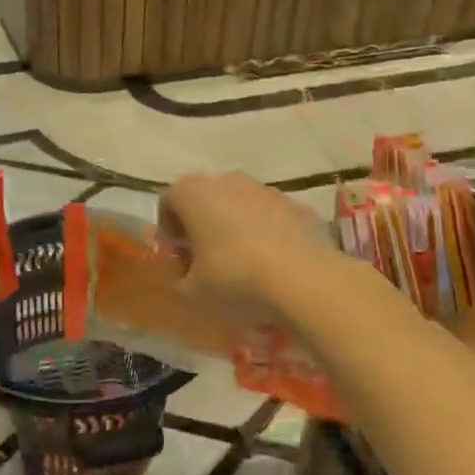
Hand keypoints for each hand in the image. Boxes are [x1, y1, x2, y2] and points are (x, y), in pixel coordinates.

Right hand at [158, 172, 340, 326]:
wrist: (307, 282)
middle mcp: (228, 181)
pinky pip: (271, 218)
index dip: (168, 230)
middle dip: (201, 225)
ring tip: (242, 265)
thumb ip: (179, 279)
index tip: (177, 257)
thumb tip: (186, 274)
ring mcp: (266, 190)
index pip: (168, 201)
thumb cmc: (235, 281)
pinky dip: (266, 234)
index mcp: (194, 193)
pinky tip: (273, 266)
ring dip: (234, 227)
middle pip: (205, 198)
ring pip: (240, 205)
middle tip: (204, 260)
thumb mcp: (191, 294)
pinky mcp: (298, 206)